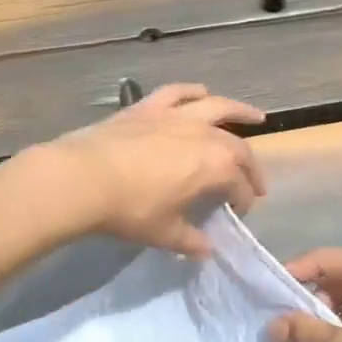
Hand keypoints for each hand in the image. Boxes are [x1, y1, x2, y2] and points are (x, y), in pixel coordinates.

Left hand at [44, 84, 266, 257]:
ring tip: (255, 116)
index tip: (241, 211)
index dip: (245, 200)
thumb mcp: (164, 233)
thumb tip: (206, 249)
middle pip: (238, 147)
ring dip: (239, 111)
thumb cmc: (131, 209)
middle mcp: (204, 135)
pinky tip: (202, 92)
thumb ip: (190, 240)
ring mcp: (177, 116)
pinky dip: (192, 91)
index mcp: (215, 167)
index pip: (240, 185)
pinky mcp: (150, 106)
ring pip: (218, 107)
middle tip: (254, 179)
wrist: (86, 177)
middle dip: (250, 166)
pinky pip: (178, 93)